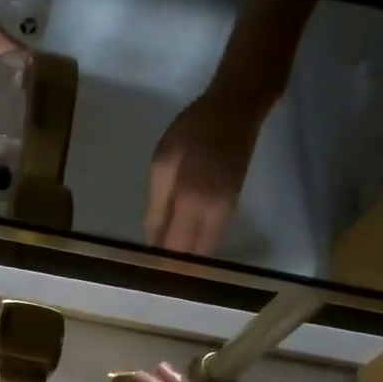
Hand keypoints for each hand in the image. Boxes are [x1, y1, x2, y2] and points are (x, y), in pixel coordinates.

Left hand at [144, 82, 274, 256]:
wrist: (237, 109)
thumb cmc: (192, 131)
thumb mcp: (162, 165)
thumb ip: (156, 206)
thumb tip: (152, 240)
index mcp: (192, 203)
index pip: (176, 249)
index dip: (161, 263)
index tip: (145, 271)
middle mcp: (214, 214)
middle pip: (195, 256)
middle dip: (176, 265)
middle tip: (153, 268)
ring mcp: (228, 210)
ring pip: (207, 247)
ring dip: (187, 254)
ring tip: (163, 255)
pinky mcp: (233, 204)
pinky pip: (213, 234)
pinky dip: (197, 241)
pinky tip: (180, 236)